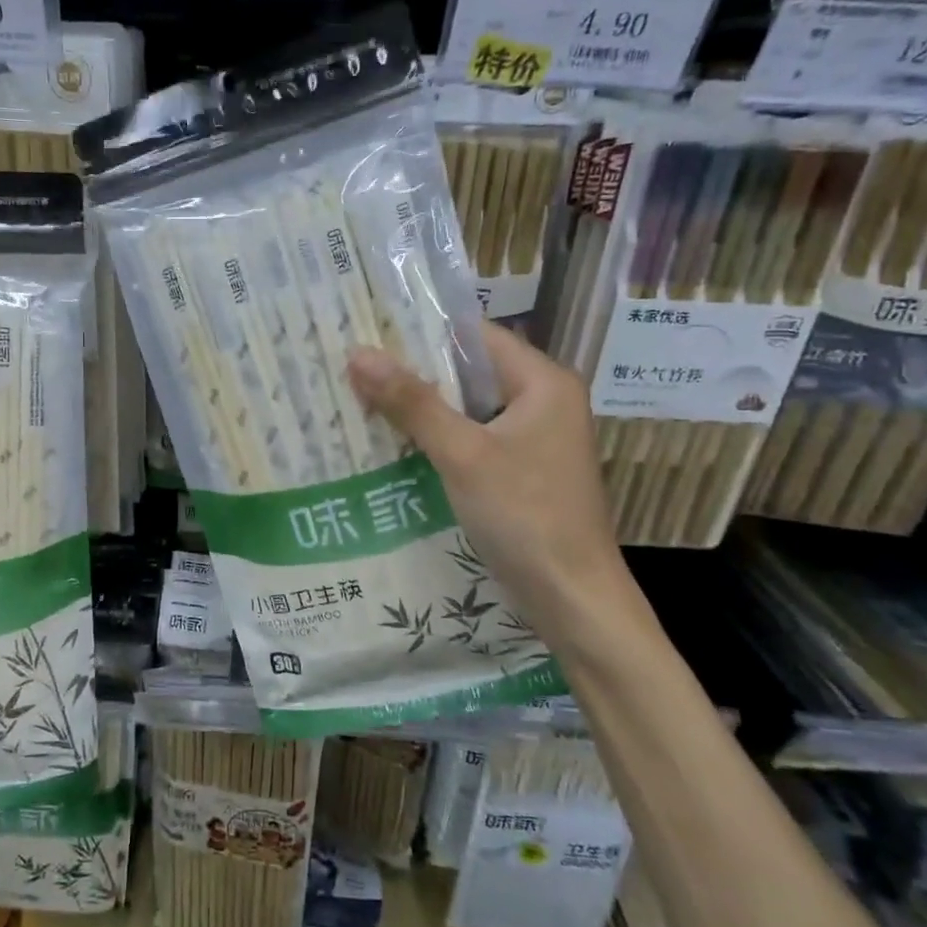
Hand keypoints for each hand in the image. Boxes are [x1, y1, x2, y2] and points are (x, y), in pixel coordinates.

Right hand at [348, 323, 625, 634]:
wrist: (571, 598)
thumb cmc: (525, 516)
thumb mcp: (463, 454)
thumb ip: (412, 402)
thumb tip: (359, 354)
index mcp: (543, 383)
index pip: (476, 336)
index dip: (423, 330)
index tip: (369, 328)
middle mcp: (542, 402)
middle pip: (470, 371)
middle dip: (414, 371)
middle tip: (355, 364)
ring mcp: (532, 440)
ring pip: (467, 408)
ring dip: (422, 407)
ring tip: (362, 396)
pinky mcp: (520, 472)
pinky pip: (471, 440)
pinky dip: (437, 438)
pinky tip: (393, 442)